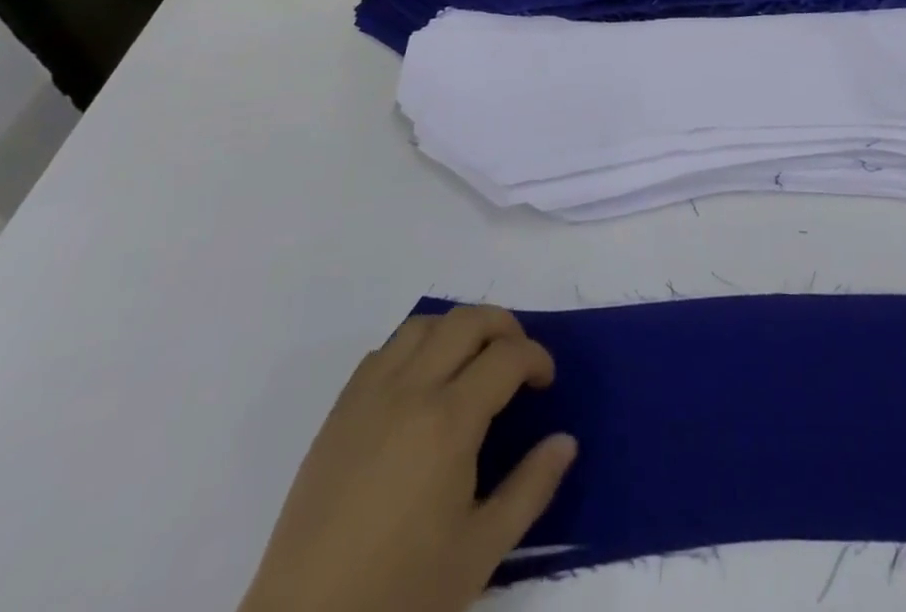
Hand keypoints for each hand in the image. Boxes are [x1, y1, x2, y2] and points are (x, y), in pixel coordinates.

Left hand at [238, 306, 575, 611]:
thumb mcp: (480, 553)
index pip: (507, 356)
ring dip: (457, 329)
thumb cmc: (399, 595)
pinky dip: (415, 347)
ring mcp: (369, 395)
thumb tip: (565, 441)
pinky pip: (385, 351)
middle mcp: (411, 390)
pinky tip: (421, 384)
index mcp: (449, 420)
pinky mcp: (339, 411)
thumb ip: (530, 489)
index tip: (545, 382)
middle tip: (517, 360)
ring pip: (423, 324)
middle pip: (467, 321)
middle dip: (504, 326)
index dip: (536, 358)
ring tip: (472, 361)